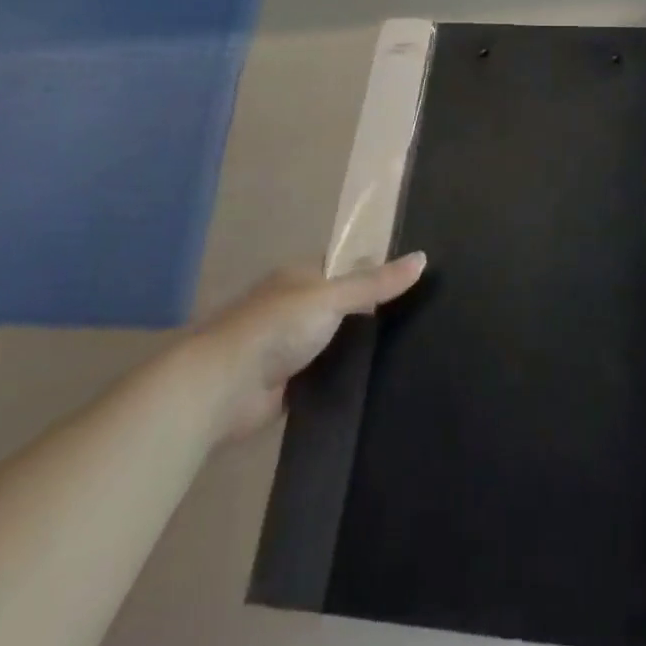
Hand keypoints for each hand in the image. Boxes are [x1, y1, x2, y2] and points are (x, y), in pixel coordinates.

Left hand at [197, 253, 427, 437]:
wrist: (223, 387)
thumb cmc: (276, 327)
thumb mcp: (332, 297)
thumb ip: (375, 282)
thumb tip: (423, 258)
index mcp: (300, 277)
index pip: (344, 266)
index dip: (374, 270)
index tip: (412, 281)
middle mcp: (294, 308)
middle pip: (341, 306)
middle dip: (370, 314)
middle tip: (420, 320)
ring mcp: (289, 348)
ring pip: (334, 343)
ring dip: (356, 350)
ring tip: (408, 354)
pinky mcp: (287, 385)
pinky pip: (324, 377)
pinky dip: (342, 380)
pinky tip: (375, 386)